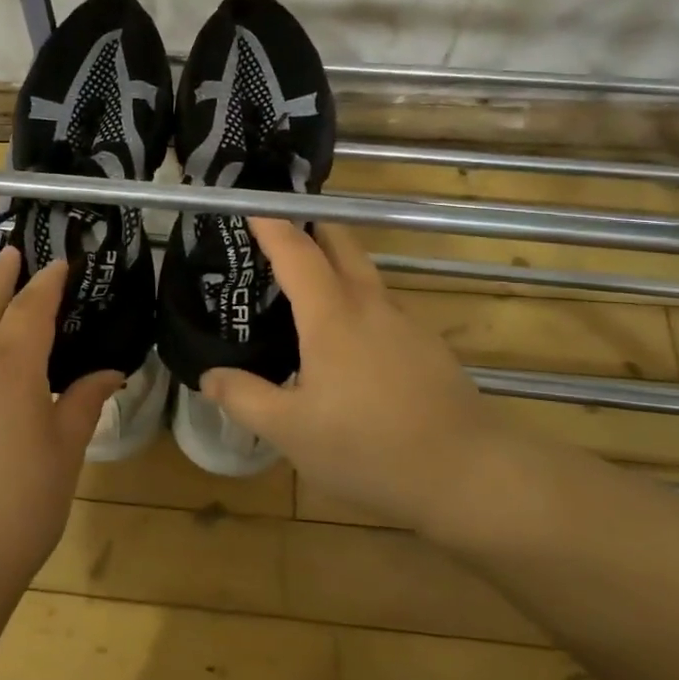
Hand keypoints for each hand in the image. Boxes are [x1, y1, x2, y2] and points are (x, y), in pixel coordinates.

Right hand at [201, 219, 512, 538]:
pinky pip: (381, 306)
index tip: (250, 204)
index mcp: (332, 316)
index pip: (296, 251)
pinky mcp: (427, 346)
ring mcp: (406, 323)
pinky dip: (355, 301)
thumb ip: (245, 398)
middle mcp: (371, 305)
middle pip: (341, 243)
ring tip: (303, 288)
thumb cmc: (371, 448)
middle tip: (277, 232)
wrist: (470, 475)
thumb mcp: (291, 432)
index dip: (272, 224)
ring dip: (333, 264)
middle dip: (310, 225)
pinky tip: (346, 342)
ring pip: (364, 274)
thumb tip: (209, 375)